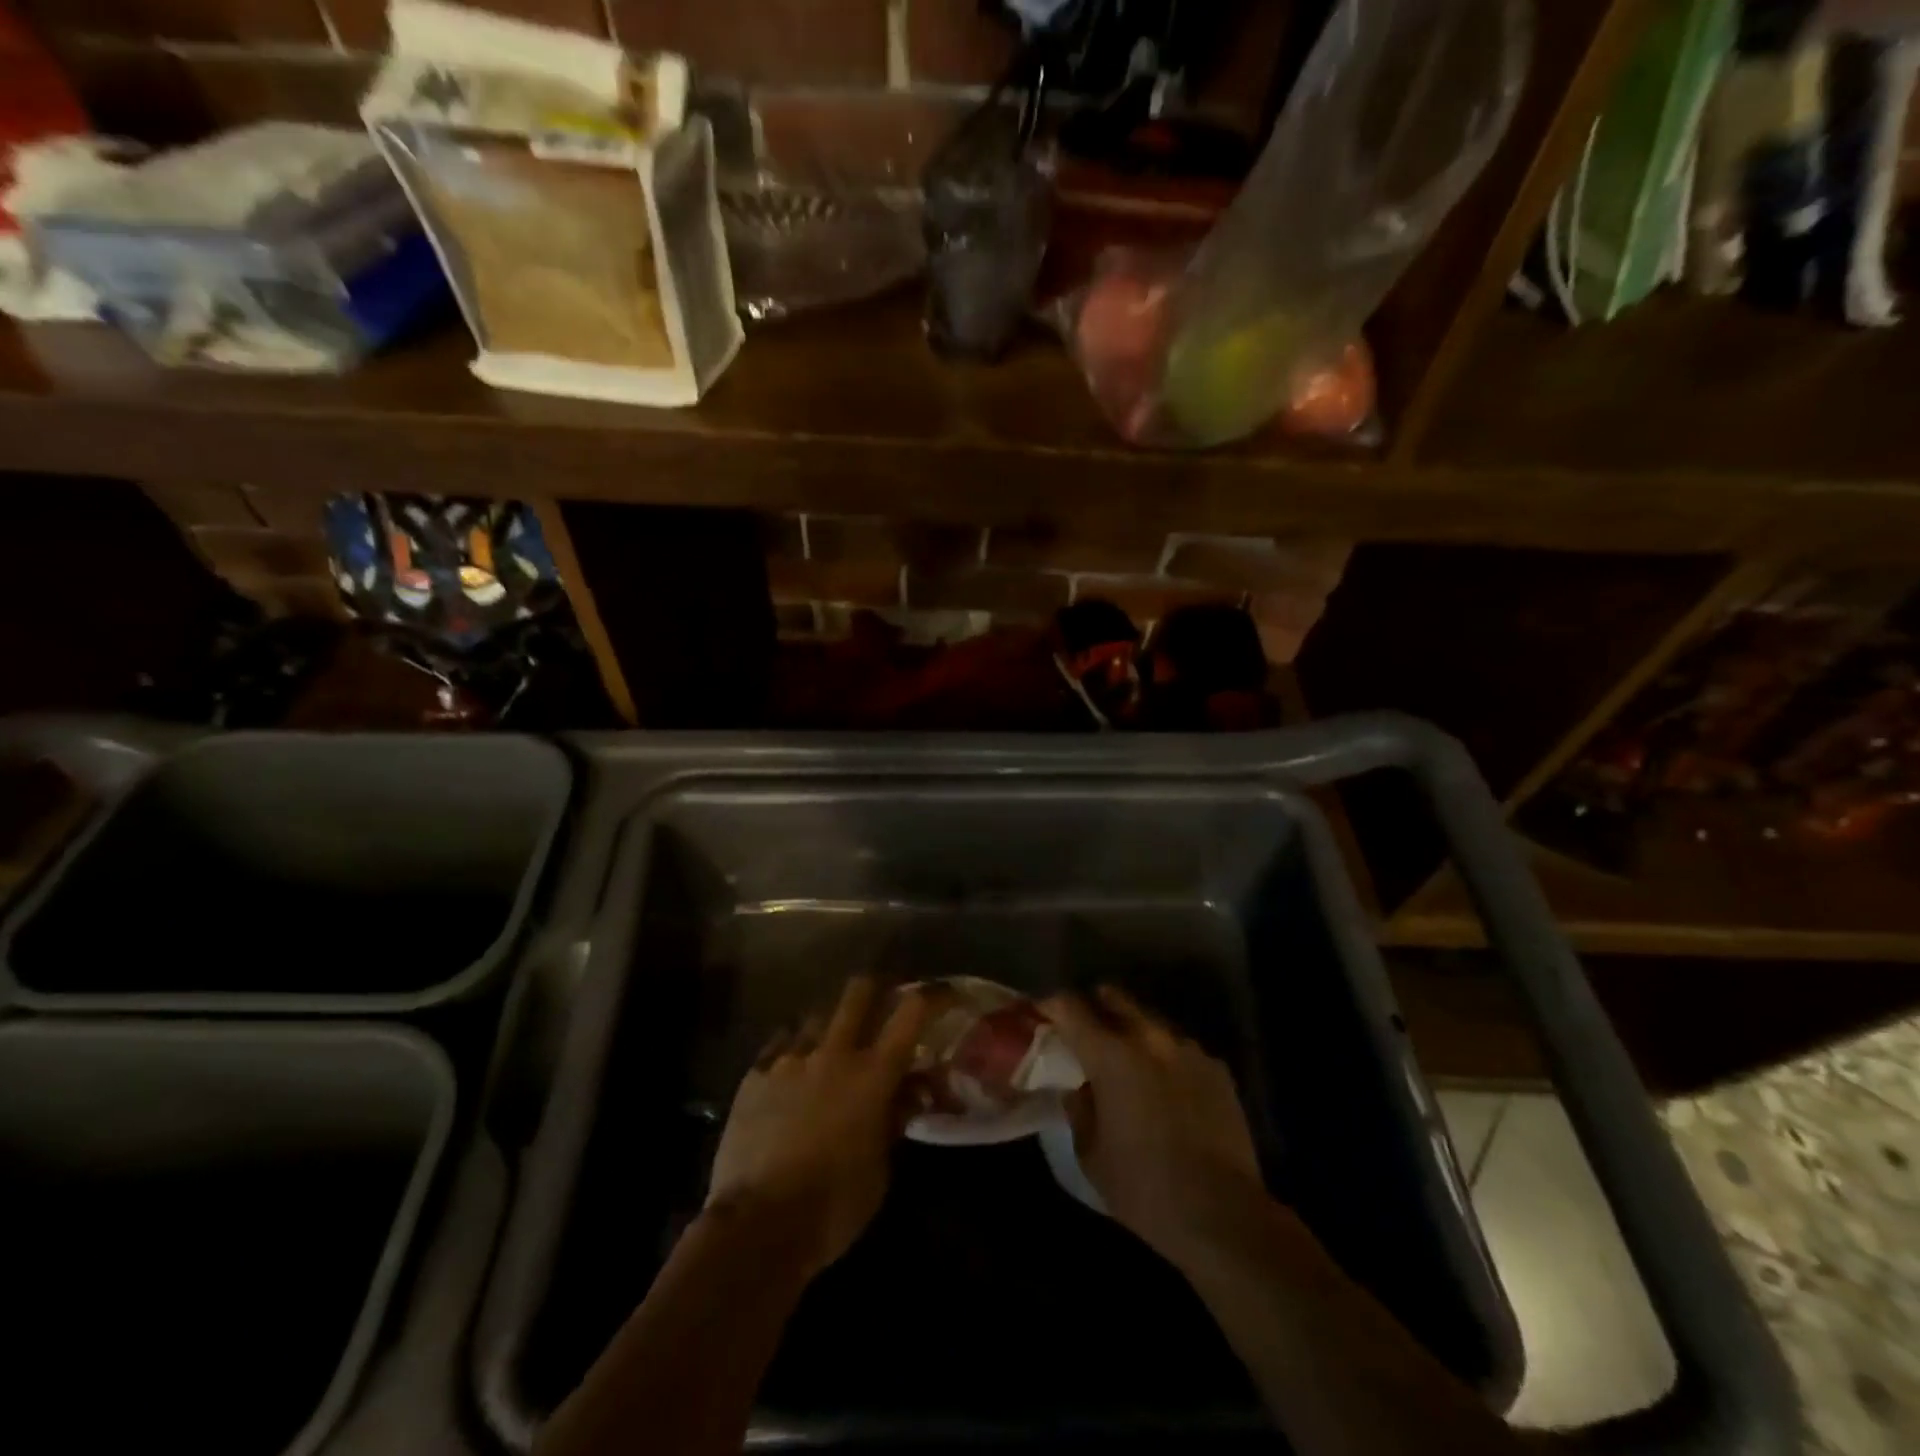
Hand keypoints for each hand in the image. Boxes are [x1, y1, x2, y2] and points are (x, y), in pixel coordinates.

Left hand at [706, 977, 929, 1278]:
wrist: (757, 1227)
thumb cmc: (833, 1207)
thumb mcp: (880, 1170)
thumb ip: (896, 1119)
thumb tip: (913, 1090)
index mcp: (873, 1074)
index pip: (912, 1012)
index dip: (933, 995)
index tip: (946, 993)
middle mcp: (834, 1052)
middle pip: (859, 991)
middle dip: (876, 990)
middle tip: (883, 1006)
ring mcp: (790, 1059)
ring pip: (817, 1014)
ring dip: (833, 1024)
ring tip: (833, 1045)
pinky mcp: (755, 1074)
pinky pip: (780, 1043)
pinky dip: (794, 1048)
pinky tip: (794, 1068)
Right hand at [1042, 986, 1265, 1264]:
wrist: (1222, 1214)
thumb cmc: (1143, 1187)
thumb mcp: (1090, 1152)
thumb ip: (1079, 1107)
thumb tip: (1078, 1086)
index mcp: (1110, 1053)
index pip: (1069, 1006)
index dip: (1051, 1005)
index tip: (1042, 1014)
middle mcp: (1149, 1037)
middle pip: (1113, 996)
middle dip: (1094, 1006)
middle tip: (1084, 1032)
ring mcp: (1188, 1048)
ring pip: (1149, 1020)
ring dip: (1132, 1031)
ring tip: (1128, 1062)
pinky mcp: (1217, 1068)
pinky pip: (1180, 1048)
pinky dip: (1165, 1057)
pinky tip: (1166, 1089)